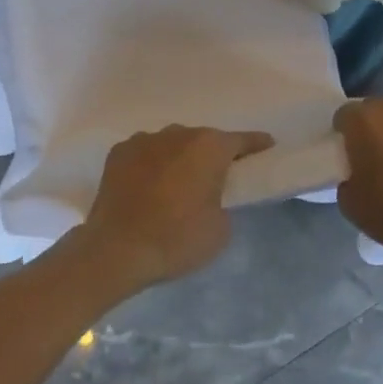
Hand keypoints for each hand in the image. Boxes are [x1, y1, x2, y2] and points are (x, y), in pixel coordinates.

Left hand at [79, 125, 273, 289]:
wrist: (116, 250)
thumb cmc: (176, 239)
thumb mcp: (220, 229)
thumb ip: (224, 200)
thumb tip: (211, 195)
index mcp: (209, 147)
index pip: (241, 140)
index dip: (256, 145)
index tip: (266, 147)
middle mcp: (178, 133)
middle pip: (203, 140)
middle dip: (211, 156)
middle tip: (215, 180)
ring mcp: (145, 139)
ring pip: (172, 144)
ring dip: (179, 159)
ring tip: (176, 185)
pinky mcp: (119, 152)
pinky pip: (146, 153)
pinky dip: (152, 165)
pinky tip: (148, 186)